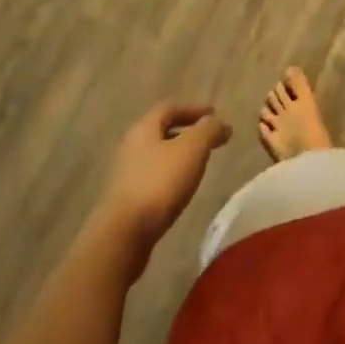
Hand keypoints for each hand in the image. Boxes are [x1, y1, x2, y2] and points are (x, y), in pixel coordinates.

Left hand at [95, 102, 231, 272]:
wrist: (123, 235)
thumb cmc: (159, 183)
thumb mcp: (192, 149)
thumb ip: (209, 130)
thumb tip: (221, 123)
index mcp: (144, 128)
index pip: (170, 108)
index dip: (193, 109)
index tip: (214, 114)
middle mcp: (130, 146)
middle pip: (161, 131)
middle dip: (186, 132)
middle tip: (208, 139)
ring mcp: (125, 174)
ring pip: (156, 155)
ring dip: (177, 155)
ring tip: (197, 165)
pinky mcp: (125, 200)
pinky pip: (152, 178)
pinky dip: (169, 176)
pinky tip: (180, 190)